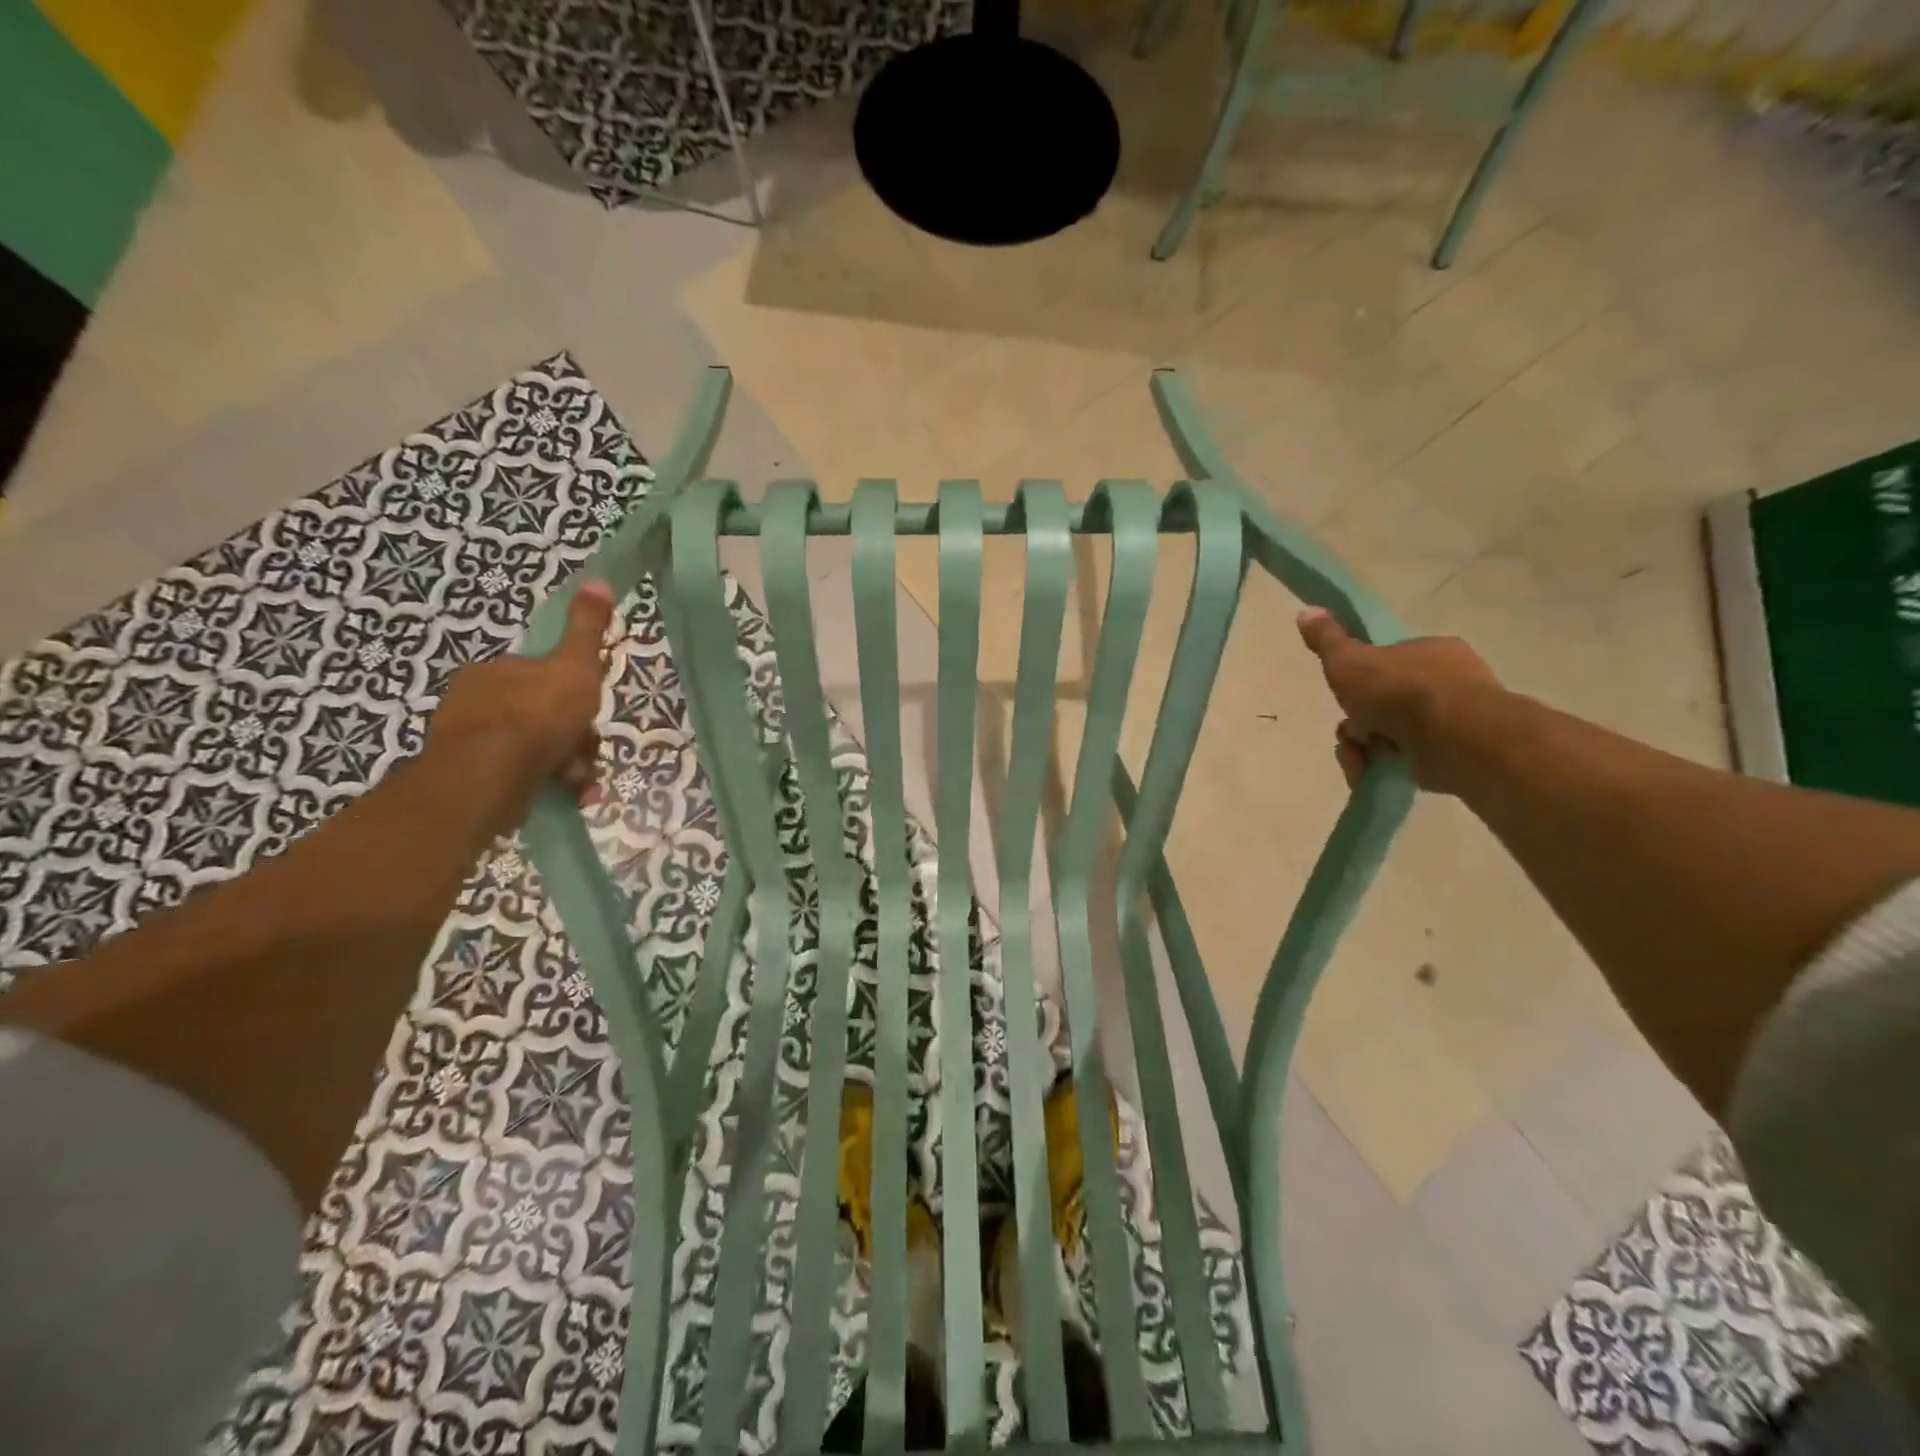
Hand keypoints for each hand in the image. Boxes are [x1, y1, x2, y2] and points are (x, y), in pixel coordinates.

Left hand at [424, 580, 616, 833]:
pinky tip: (564, 791)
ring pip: (531, 748)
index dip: (571, 695)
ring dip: (564, 762)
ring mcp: (467, 741)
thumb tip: (598, 580)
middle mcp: (474, 700)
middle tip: (587, 751)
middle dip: (570, 735)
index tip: (587, 712)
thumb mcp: (574, 665)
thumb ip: (586, 628)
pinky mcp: (468, 777)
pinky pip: (517, 775)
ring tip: (579, 779)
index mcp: (494, 670)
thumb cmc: (538, 714)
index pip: (541, 677)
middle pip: (538, 715)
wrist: (490, 772)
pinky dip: (544, 782)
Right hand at [1296, 607, 1502, 793]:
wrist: (1451, 736)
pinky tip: (1370, 772)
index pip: (1390, 665)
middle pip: (1387, 704)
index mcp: (1432, 652)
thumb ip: (1327, 640)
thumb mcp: (1349, 660)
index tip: (1347, 698)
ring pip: (1394, 736)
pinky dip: (1383, 768)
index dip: (1362, 683)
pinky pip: (1408, 762)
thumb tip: (1306, 611)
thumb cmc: (1399, 689)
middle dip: (1360, 723)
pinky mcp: (1457, 757)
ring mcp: (1457, 722)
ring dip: (1365, 749)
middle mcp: (1450, 683)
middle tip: (1352, 732)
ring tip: (1359, 758)